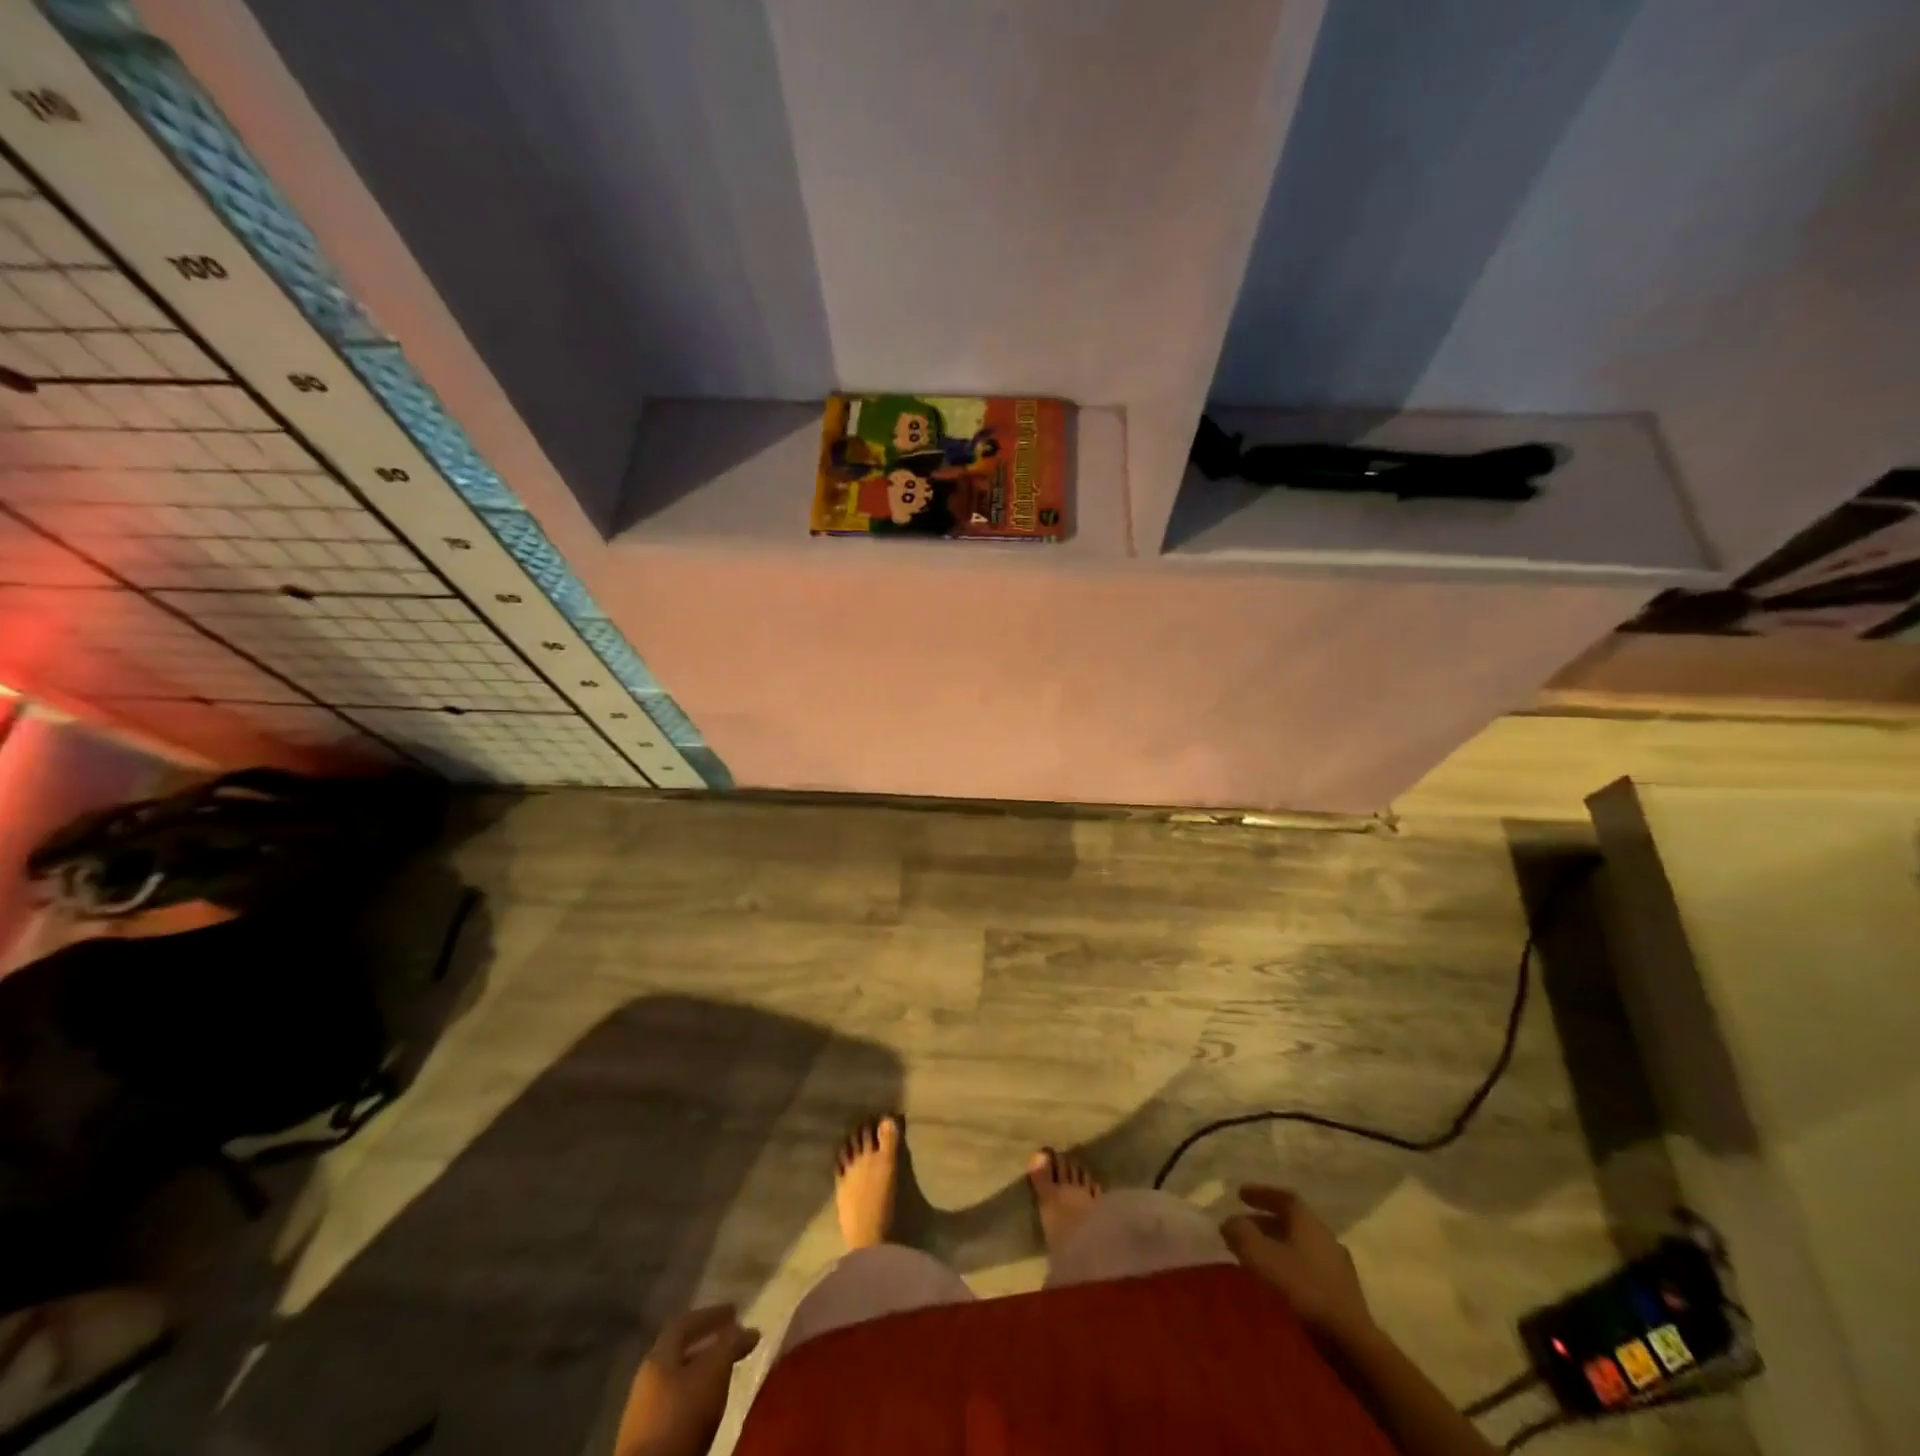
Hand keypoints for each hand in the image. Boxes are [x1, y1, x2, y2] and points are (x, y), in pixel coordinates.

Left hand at [616, 1305, 760, 1455]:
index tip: (735, 1311)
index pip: (684, 1323)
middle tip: (733, 1342)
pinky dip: (696, 1397)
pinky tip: (710, 1407)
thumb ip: (731, 1344)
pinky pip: (677, 1407)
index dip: (711, 1315)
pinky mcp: (649, 1443)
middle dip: (708, 1345)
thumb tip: (750, 1330)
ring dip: (702, 1374)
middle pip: (679, 1352)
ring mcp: (644, 1413)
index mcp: (658, 1357)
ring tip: (726, 1375)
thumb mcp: (713, 1371)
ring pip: (678, 1381)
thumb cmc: (681, 1415)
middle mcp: (647, 1380)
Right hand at [1221, 1185, 1375, 1346]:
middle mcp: (1325, 1236)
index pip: (1284, 1196)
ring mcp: (1337, 1265)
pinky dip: (1291, 1264)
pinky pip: (1309, 1266)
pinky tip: (1280, 1280)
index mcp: (1308, 1221)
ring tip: (1258, 1255)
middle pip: (1292, 1221)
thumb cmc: (1302, 1289)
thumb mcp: (1261, 1257)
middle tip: (1243, 1226)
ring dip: (1278, 1244)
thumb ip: (1241, 1234)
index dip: (1261, 1193)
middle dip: (1265, 1221)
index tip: (1240, 1195)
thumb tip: (1229, 1222)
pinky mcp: (1342, 1292)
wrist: (1350, 1341)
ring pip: (1301, 1245)